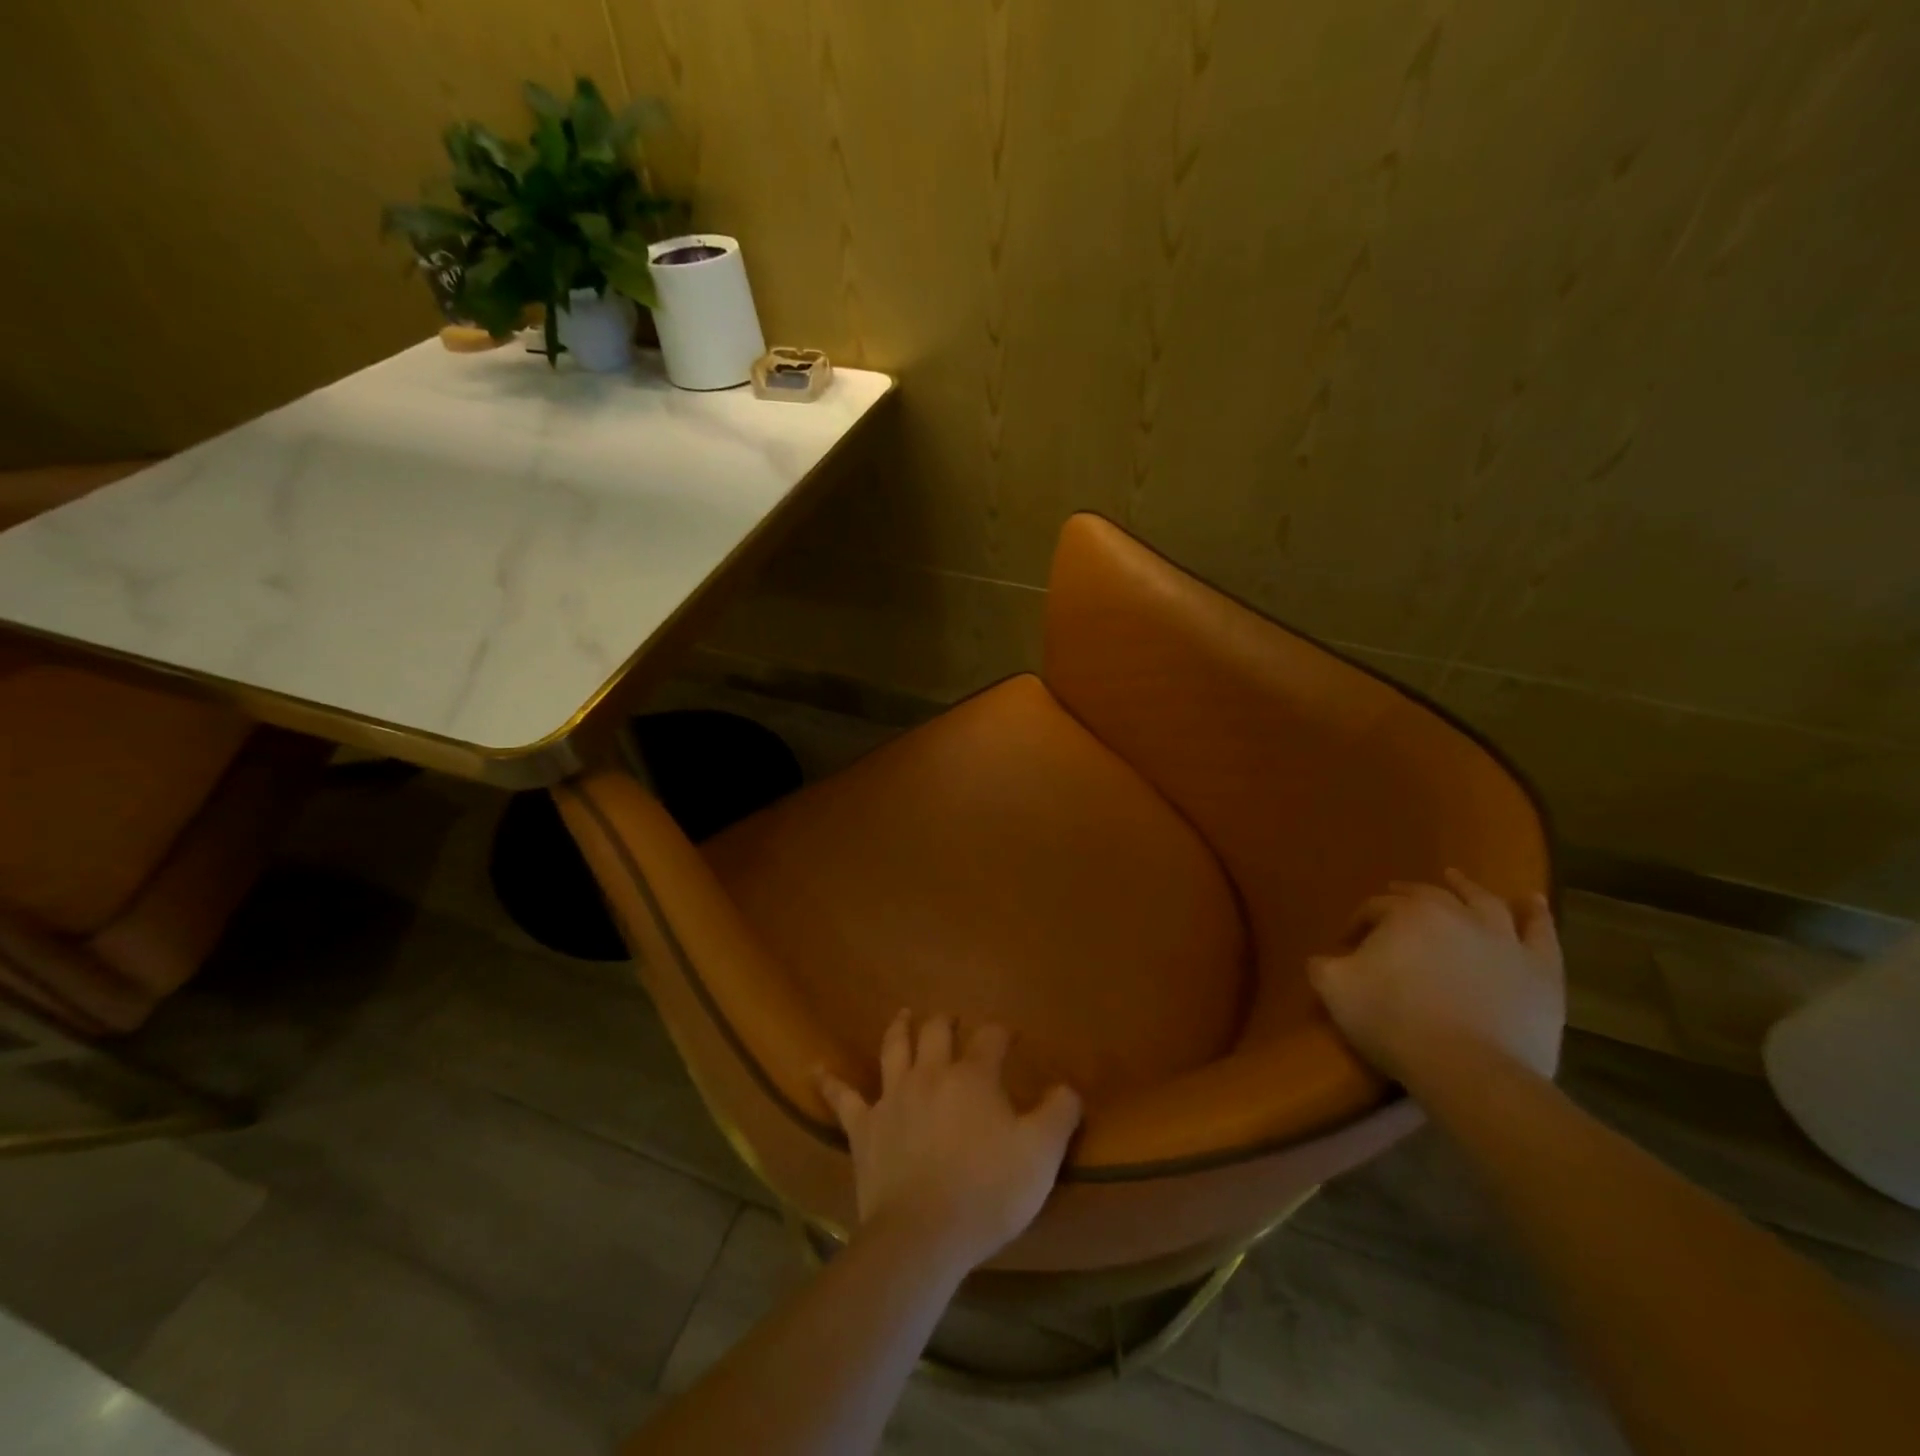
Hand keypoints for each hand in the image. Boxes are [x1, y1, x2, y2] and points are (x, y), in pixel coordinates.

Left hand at [817, 1011, 1081, 1273]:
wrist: (923, 1235)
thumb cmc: (988, 1192)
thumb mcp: (1042, 1154)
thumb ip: (1060, 1114)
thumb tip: (1068, 1087)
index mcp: (973, 1076)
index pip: (990, 1038)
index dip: (1001, 1032)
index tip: (1009, 1036)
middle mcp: (931, 1074)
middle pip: (937, 1032)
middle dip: (947, 1022)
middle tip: (952, 1021)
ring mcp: (893, 1097)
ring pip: (894, 1048)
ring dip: (901, 1028)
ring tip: (904, 1014)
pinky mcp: (864, 1127)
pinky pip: (843, 1098)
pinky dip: (830, 1082)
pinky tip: (815, 1069)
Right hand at [1309, 869, 1564, 1083]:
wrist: (1469, 1069)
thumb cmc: (1394, 1022)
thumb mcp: (1335, 990)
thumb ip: (1322, 966)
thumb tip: (1323, 959)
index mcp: (1404, 914)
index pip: (1374, 908)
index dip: (1358, 923)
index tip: (1347, 944)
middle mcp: (1455, 914)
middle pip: (1427, 896)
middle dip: (1405, 895)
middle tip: (1393, 899)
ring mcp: (1503, 939)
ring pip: (1484, 902)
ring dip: (1467, 887)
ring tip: (1456, 878)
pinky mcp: (1541, 969)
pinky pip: (1541, 932)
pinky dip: (1536, 913)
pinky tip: (1532, 900)